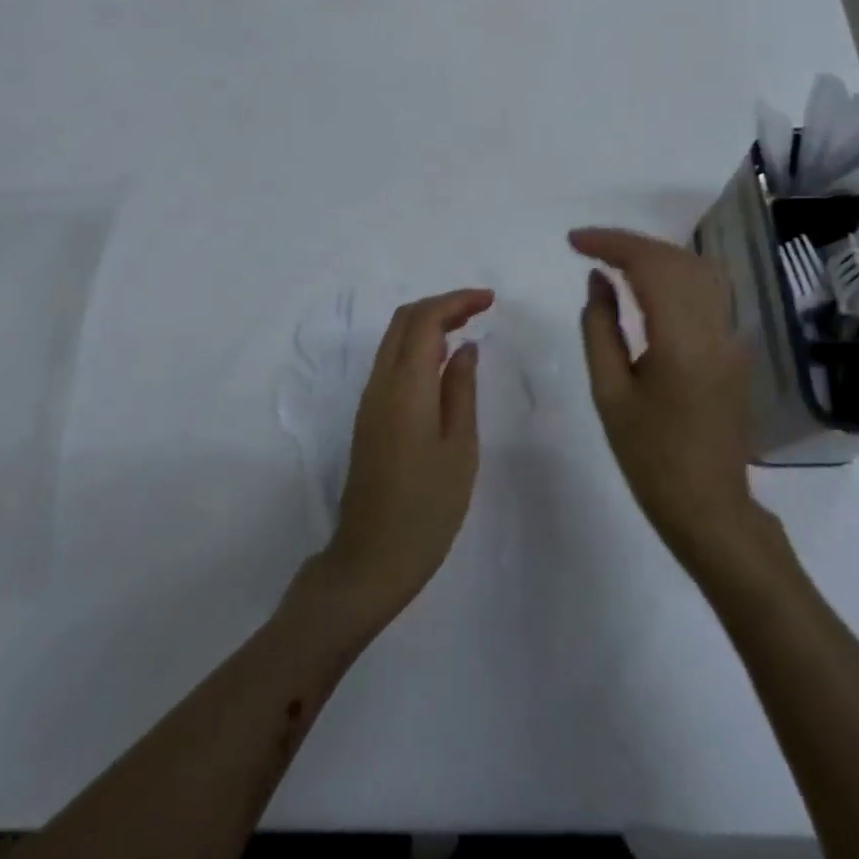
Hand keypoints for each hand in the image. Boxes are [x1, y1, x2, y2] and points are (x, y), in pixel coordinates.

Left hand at [319, 288, 492, 627]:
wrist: (371, 558)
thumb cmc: (427, 508)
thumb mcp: (459, 449)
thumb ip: (461, 391)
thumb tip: (465, 348)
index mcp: (405, 387)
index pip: (425, 319)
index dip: (456, 300)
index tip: (490, 300)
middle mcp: (380, 383)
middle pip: (404, 320)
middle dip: (442, 304)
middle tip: (480, 309)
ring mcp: (369, 399)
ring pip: (394, 339)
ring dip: (428, 323)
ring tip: (468, 328)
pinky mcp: (368, 416)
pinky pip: (392, 362)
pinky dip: (418, 346)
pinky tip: (443, 362)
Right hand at [569, 228, 758, 568]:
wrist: (709, 507)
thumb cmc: (650, 457)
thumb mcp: (610, 393)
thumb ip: (600, 327)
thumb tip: (597, 279)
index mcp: (682, 341)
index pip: (650, 266)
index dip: (611, 243)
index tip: (574, 241)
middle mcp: (715, 327)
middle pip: (676, 259)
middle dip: (630, 244)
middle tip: (587, 246)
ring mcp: (732, 336)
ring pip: (697, 269)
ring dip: (655, 254)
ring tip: (613, 259)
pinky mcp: (736, 346)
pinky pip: (707, 290)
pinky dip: (675, 272)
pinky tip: (648, 281)